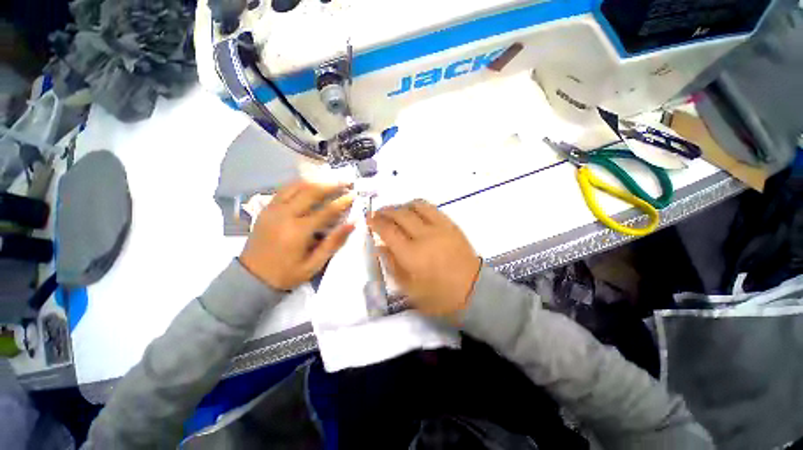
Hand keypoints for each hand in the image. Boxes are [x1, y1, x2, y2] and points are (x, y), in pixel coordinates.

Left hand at [240, 180, 354, 290]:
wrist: (251, 278)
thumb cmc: (286, 274)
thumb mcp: (314, 264)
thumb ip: (333, 242)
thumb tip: (352, 223)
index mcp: (298, 230)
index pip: (326, 210)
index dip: (342, 201)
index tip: (354, 194)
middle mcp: (285, 215)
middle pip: (311, 192)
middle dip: (331, 185)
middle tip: (345, 181)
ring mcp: (273, 210)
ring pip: (296, 186)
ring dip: (315, 182)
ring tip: (330, 181)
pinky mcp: (266, 209)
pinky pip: (284, 190)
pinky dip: (299, 185)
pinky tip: (309, 185)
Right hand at [368, 200, 481, 317]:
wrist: (473, 291)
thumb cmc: (439, 296)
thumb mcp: (409, 289)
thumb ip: (392, 265)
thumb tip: (380, 246)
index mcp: (412, 255)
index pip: (388, 230)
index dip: (375, 222)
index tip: (368, 219)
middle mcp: (424, 236)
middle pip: (400, 214)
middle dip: (386, 211)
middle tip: (378, 213)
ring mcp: (440, 228)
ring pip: (417, 206)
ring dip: (402, 205)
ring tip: (396, 211)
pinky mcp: (451, 225)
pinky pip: (432, 208)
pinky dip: (419, 206)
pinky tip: (415, 211)